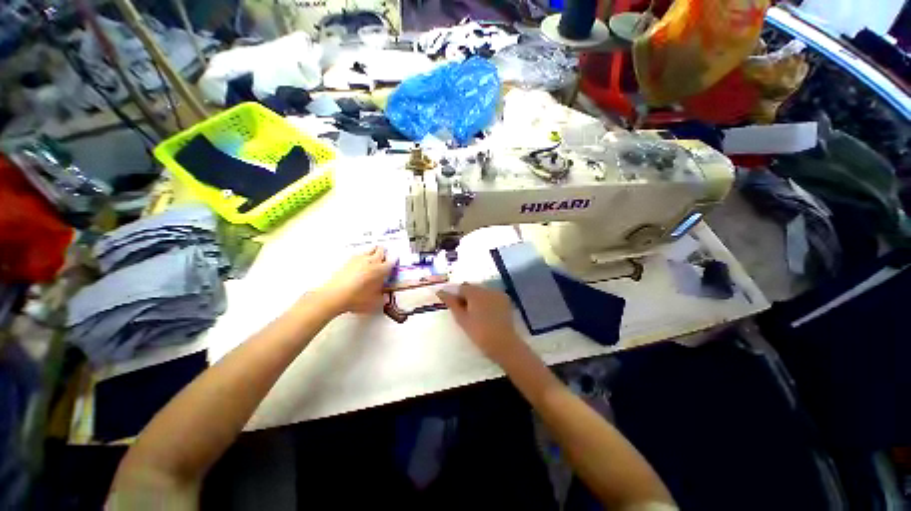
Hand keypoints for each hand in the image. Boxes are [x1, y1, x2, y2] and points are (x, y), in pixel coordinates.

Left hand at [320, 247, 395, 314]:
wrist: (334, 296)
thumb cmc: (356, 298)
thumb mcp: (374, 301)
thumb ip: (382, 297)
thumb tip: (384, 297)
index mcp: (380, 270)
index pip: (391, 261)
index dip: (394, 260)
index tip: (395, 261)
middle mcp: (371, 261)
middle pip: (380, 250)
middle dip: (384, 252)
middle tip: (385, 255)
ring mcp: (358, 259)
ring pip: (369, 249)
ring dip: (373, 251)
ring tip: (374, 255)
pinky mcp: (348, 261)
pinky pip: (359, 254)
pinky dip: (363, 255)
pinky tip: (361, 261)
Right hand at [437, 284, 523, 363]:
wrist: (504, 344)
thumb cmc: (479, 333)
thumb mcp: (462, 319)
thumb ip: (451, 303)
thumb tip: (440, 291)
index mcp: (475, 292)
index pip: (461, 288)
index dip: (456, 297)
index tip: (456, 309)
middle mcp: (487, 288)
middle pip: (472, 288)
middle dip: (467, 297)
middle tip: (465, 313)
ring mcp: (498, 293)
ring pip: (482, 292)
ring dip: (477, 298)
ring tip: (476, 314)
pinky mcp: (505, 300)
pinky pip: (492, 296)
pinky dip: (487, 301)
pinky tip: (487, 314)